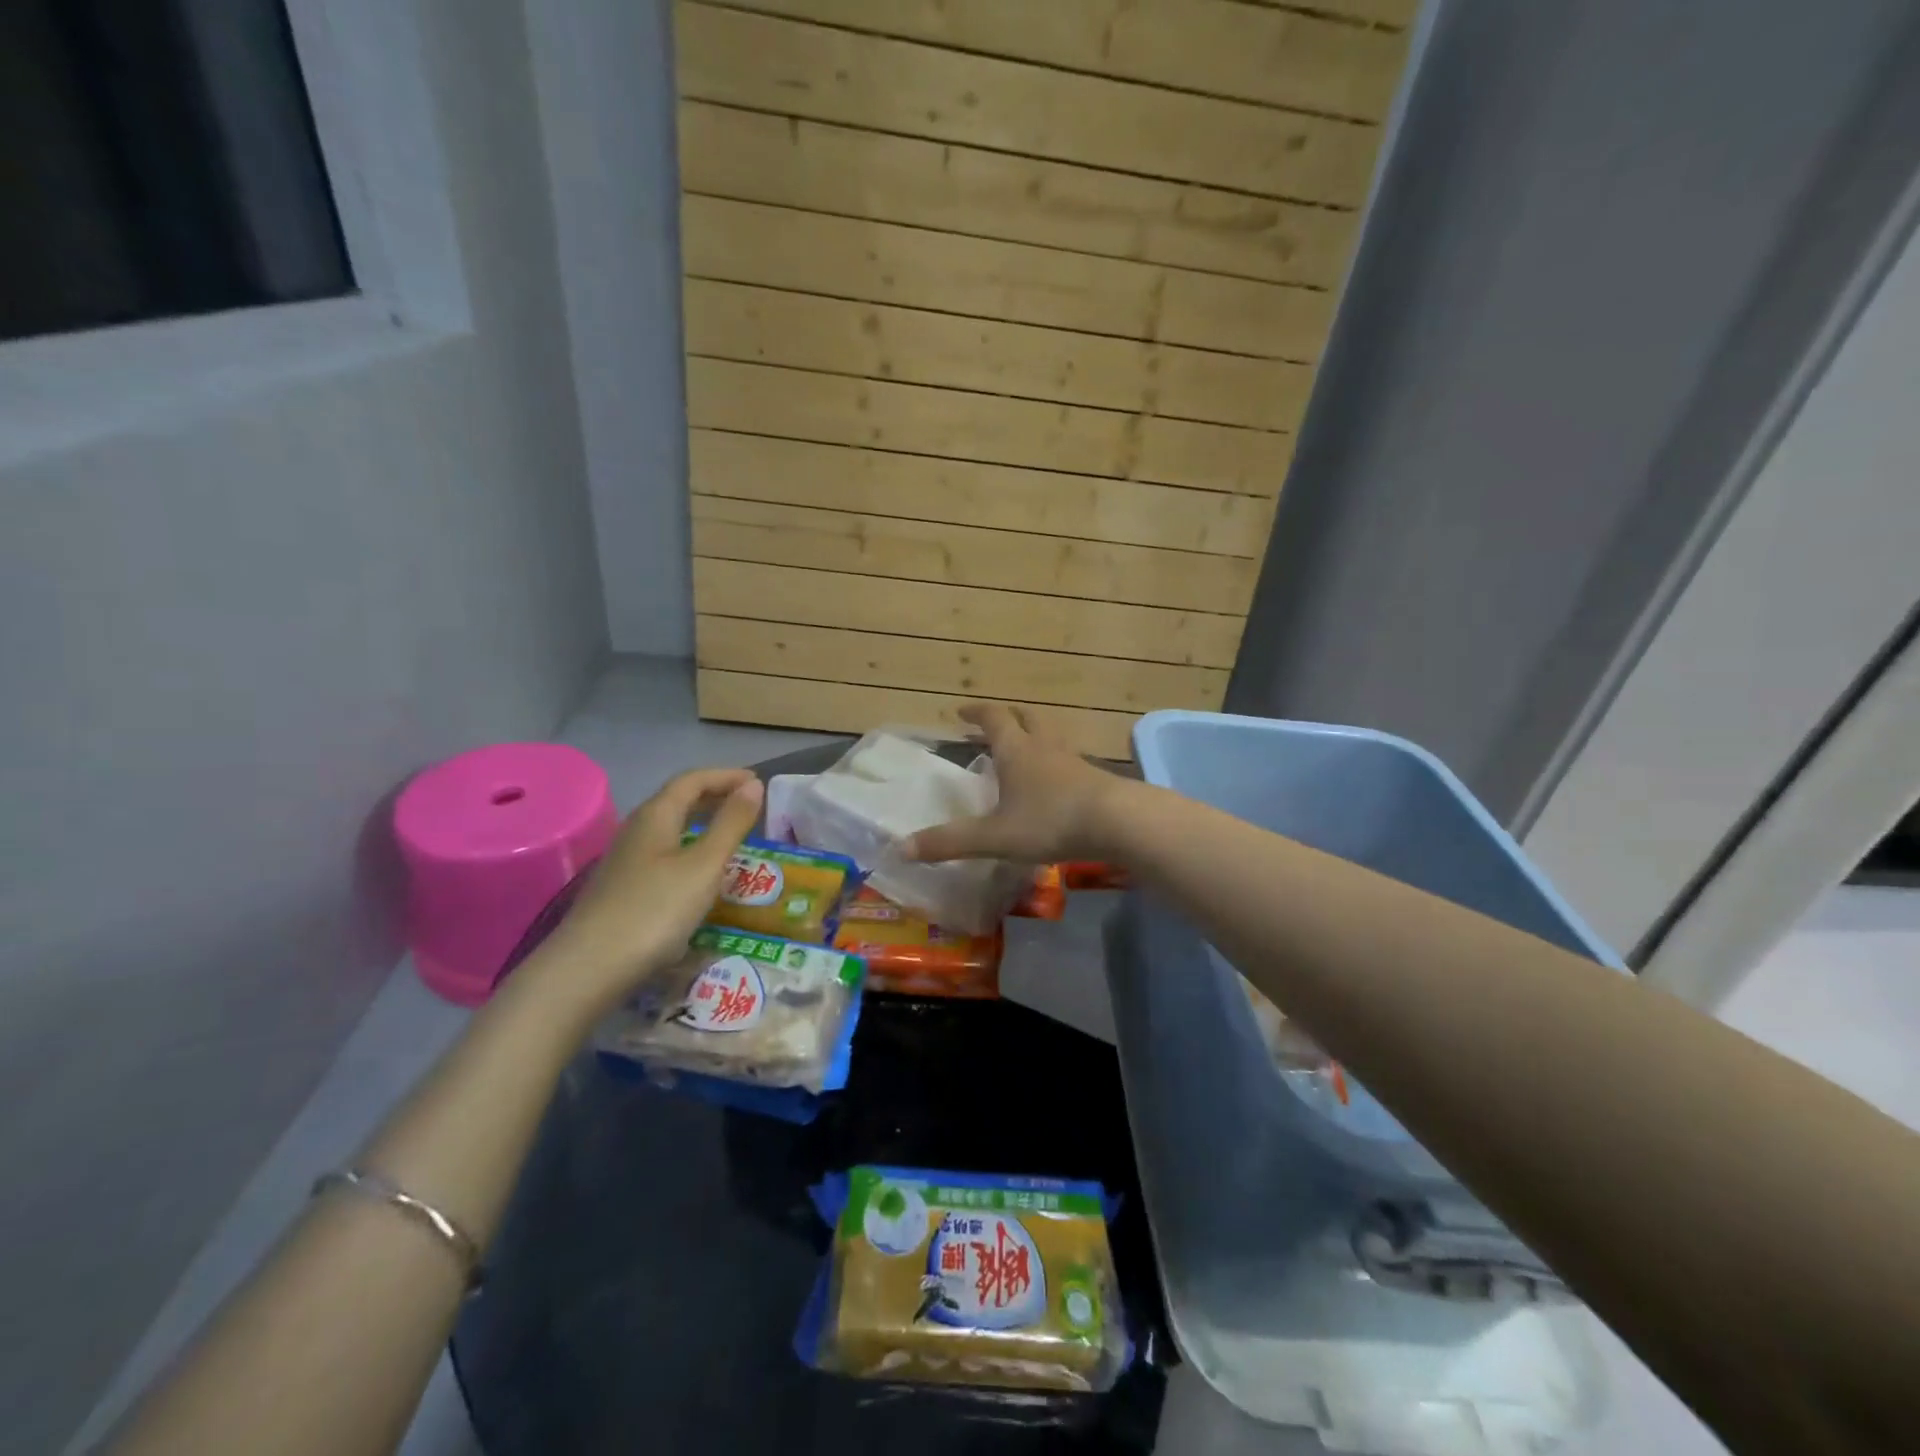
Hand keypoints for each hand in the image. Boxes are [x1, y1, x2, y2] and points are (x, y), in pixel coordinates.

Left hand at [525, 767, 763, 1018]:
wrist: (588, 968)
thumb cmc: (655, 910)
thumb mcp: (704, 865)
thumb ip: (731, 824)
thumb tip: (753, 785)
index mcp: (656, 816)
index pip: (693, 780)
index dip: (726, 776)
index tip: (758, 782)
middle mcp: (637, 830)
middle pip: (678, 800)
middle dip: (715, 796)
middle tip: (749, 805)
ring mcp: (625, 860)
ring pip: (670, 828)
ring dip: (702, 824)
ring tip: (732, 836)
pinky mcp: (622, 888)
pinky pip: (664, 853)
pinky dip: (690, 849)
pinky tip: (700, 874)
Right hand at [905, 704, 1128, 863]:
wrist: (1119, 822)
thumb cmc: (1050, 820)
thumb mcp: (995, 836)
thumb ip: (950, 842)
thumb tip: (901, 848)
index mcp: (1017, 750)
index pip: (994, 718)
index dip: (976, 712)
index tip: (961, 711)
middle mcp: (1045, 747)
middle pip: (1027, 718)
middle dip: (1008, 718)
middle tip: (993, 725)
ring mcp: (1074, 760)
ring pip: (1051, 737)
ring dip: (1034, 737)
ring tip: (1023, 752)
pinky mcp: (1095, 778)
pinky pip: (1069, 760)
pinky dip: (1055, 762)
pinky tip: (1054, 783)